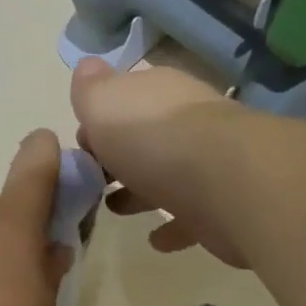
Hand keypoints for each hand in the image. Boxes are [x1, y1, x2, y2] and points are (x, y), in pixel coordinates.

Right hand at [71, 59, 249, 266]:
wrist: (224, 180)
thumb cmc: (151, 137)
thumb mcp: (103, 103)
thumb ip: (90, 89)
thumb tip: (88, 66)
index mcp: (158, 92)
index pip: (125, 99)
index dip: (99, 122)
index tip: (81, 147)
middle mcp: (186, 120)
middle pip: (145, 137)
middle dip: (119, 157)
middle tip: (93, 181)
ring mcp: (208, 162)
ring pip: (167, 175)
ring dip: (140, 191)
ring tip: (114, 208)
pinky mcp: (221, 203)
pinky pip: (190, 215)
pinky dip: (172, 225)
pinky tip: (155, 238)